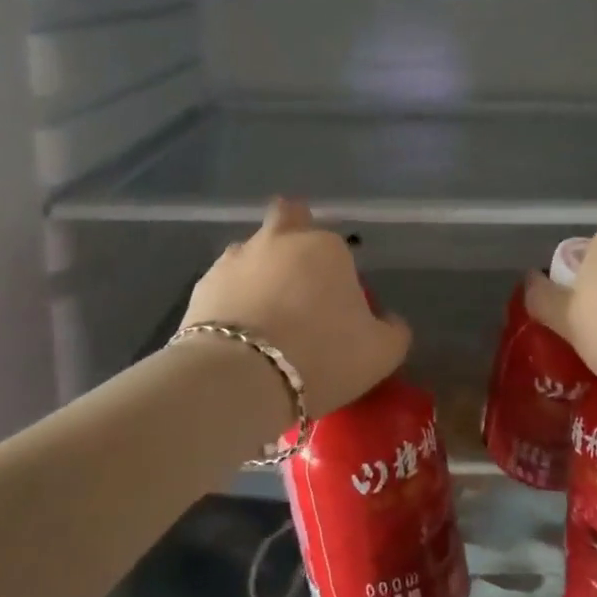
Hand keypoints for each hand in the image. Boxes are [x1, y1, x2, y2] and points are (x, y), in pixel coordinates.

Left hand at [182, 199, 411, 418]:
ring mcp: (236, 258)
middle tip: (299, 280)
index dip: (339, 272)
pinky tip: (237, 333)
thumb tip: (389, 321)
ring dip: (259, 271)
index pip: (337, 245)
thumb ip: (393, 330)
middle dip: (293, 235)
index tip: (338, 306)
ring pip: (252, 251)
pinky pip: (224, 284)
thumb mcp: (381, 353)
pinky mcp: (202, 285)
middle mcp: (280, 240)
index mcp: (326, 247)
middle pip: (287, 218)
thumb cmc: (321, 356)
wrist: (239, 378)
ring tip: (263, 315)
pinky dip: (231, 300)